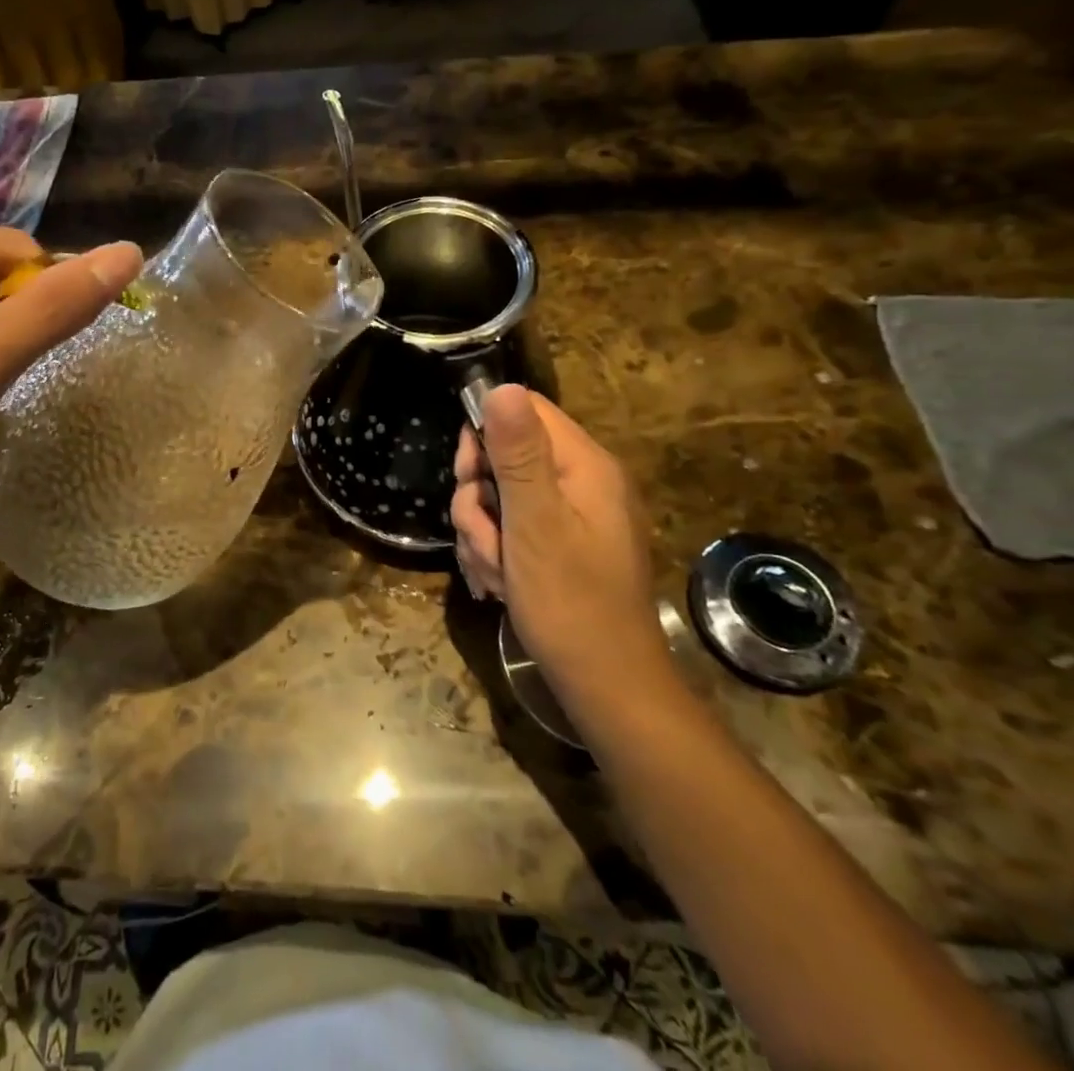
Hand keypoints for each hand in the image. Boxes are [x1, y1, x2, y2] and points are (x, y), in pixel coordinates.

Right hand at [450, 385, 673, 712]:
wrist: (605, 687)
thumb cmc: (570, 602)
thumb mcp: (535, 523)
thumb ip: (517, 454)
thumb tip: (500, 386)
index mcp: (584, 465)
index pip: (524, 410)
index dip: (484, 434)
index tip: (468, 476)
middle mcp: (581, 481)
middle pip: (504, 454)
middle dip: (479, 497)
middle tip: (482, 534)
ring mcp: (571, 515)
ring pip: (500, 496)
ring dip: (482, 532)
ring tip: (494, 572)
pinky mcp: (560, 544)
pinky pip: (510, 527)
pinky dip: (495, 551)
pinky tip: (498, 584)